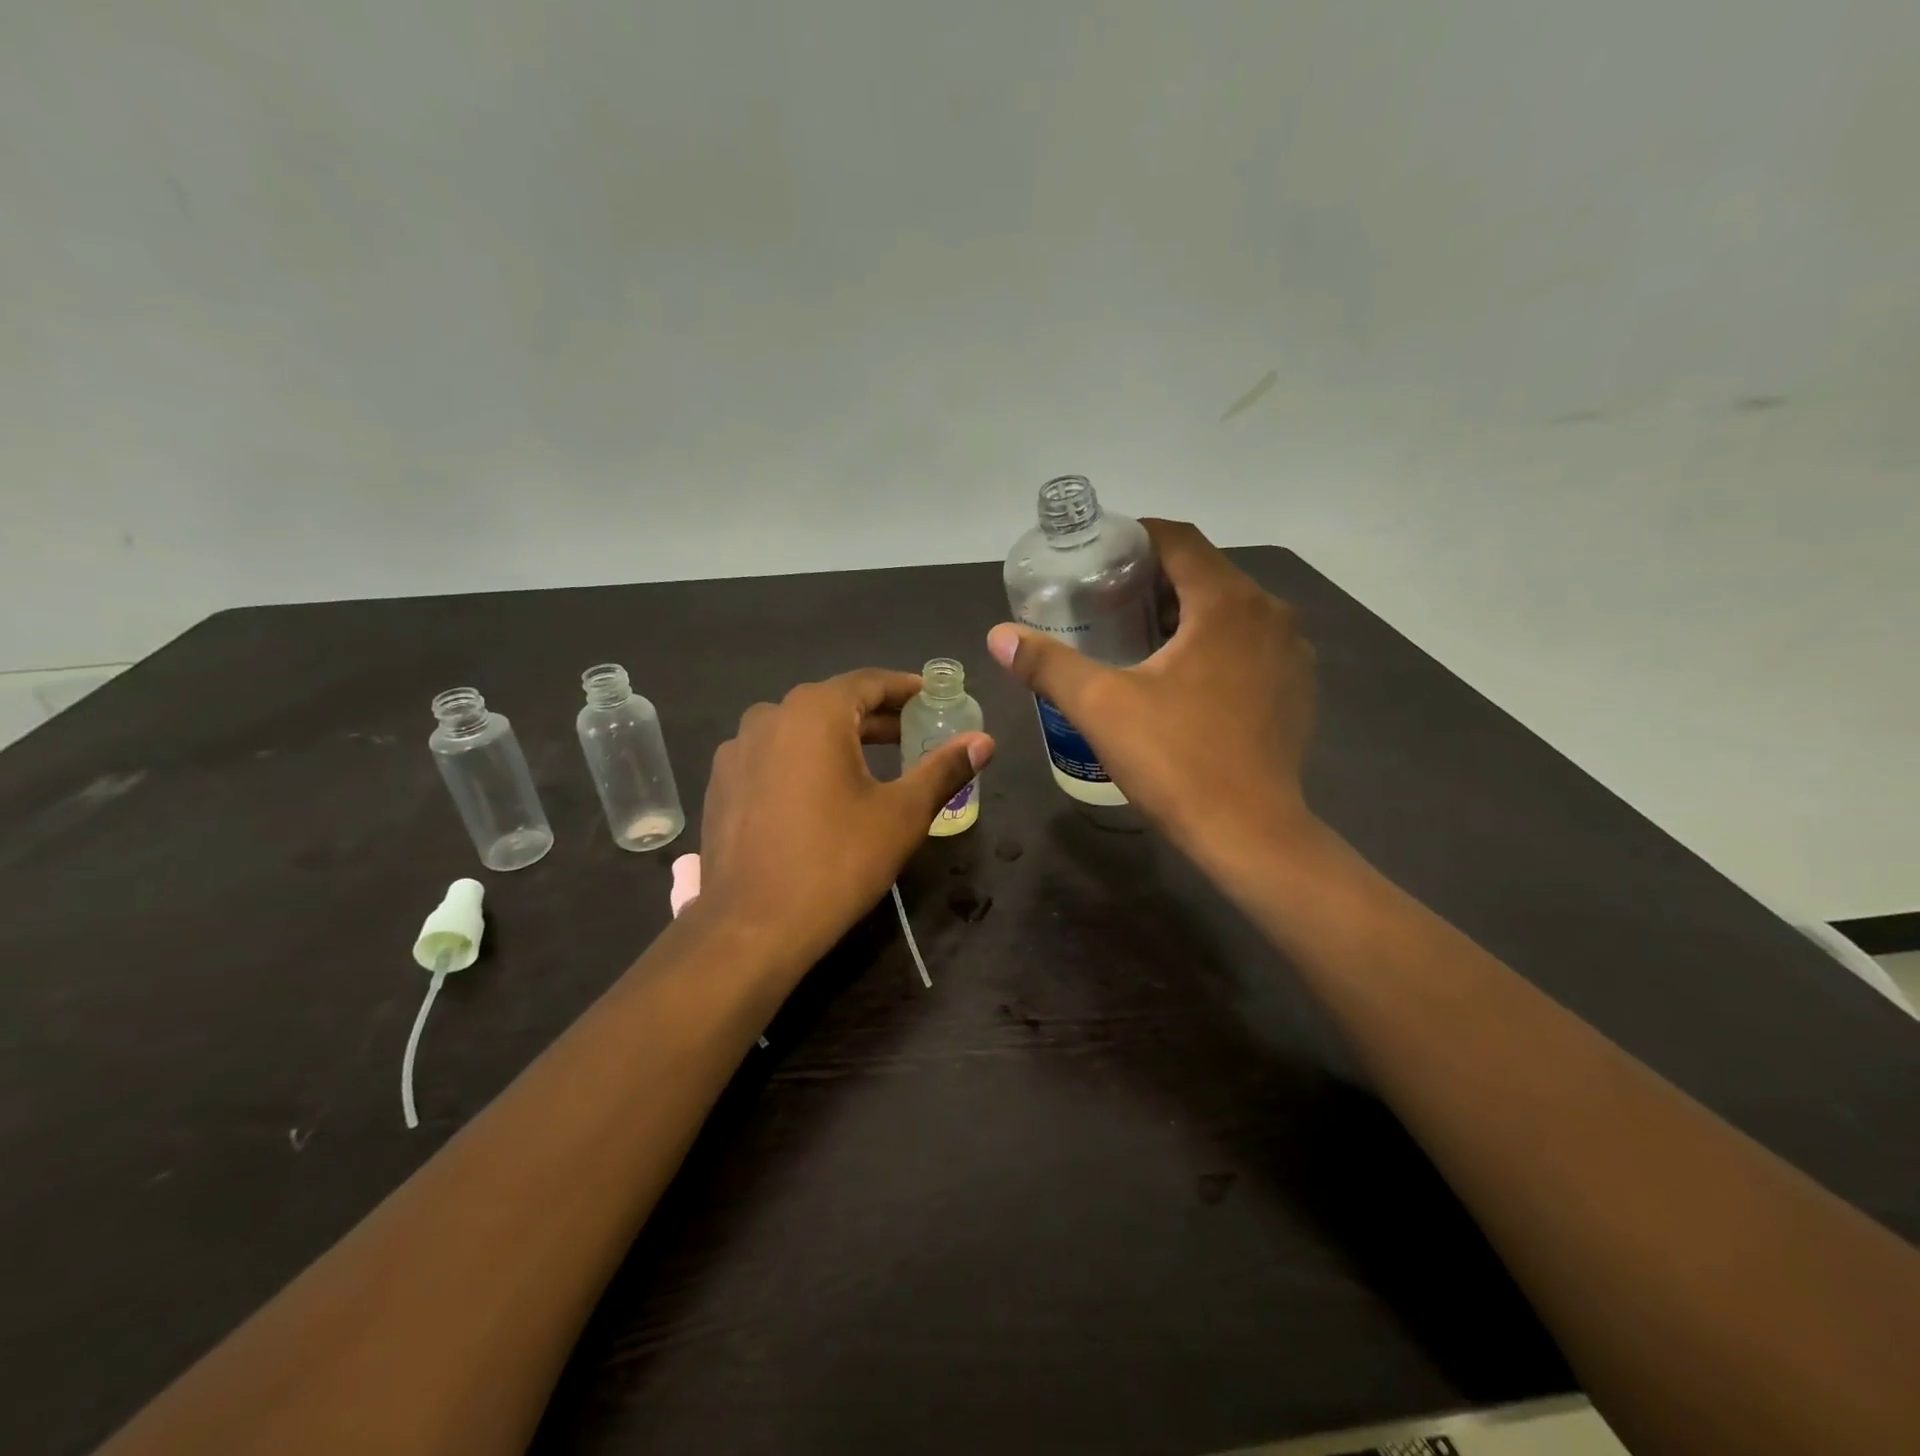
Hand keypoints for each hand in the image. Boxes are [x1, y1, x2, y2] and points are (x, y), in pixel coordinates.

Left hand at [697, 669, 993, 963]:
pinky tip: (823, 792)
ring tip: (874, 763)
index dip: (906, 689)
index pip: (869, 682)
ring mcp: (738, 751)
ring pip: (800, 730)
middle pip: (834, 704)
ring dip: (840, 739)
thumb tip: (984, 741)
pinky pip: (774, 757)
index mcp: (814, 712)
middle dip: (877, 717)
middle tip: (915, 734)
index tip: (933, 700)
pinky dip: (805, 761)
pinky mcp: (722, 784)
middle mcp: (769, 716)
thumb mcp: (902, 814)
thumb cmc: (837, 861)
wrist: (752, 927)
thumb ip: (944, 769)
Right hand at [986, 519, 1316, 871]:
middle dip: (1155, 580)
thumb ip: (1048, 664)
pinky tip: (1185, 677)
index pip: (1179, 540)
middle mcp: (1270, 613)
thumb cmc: (1175, 760)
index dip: (1135, 538)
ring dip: (1187, 613)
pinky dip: (1216, 643)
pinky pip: (1250, 643)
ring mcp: (1291, 652)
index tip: (1099, 558)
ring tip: (1139, 637)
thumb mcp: (1100, 707)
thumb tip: (998, 635)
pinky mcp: (1297, 688)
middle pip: (1205, 573)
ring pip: (1230, 610)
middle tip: (1106, 602)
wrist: (1250, 833)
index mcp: (1226, 602)